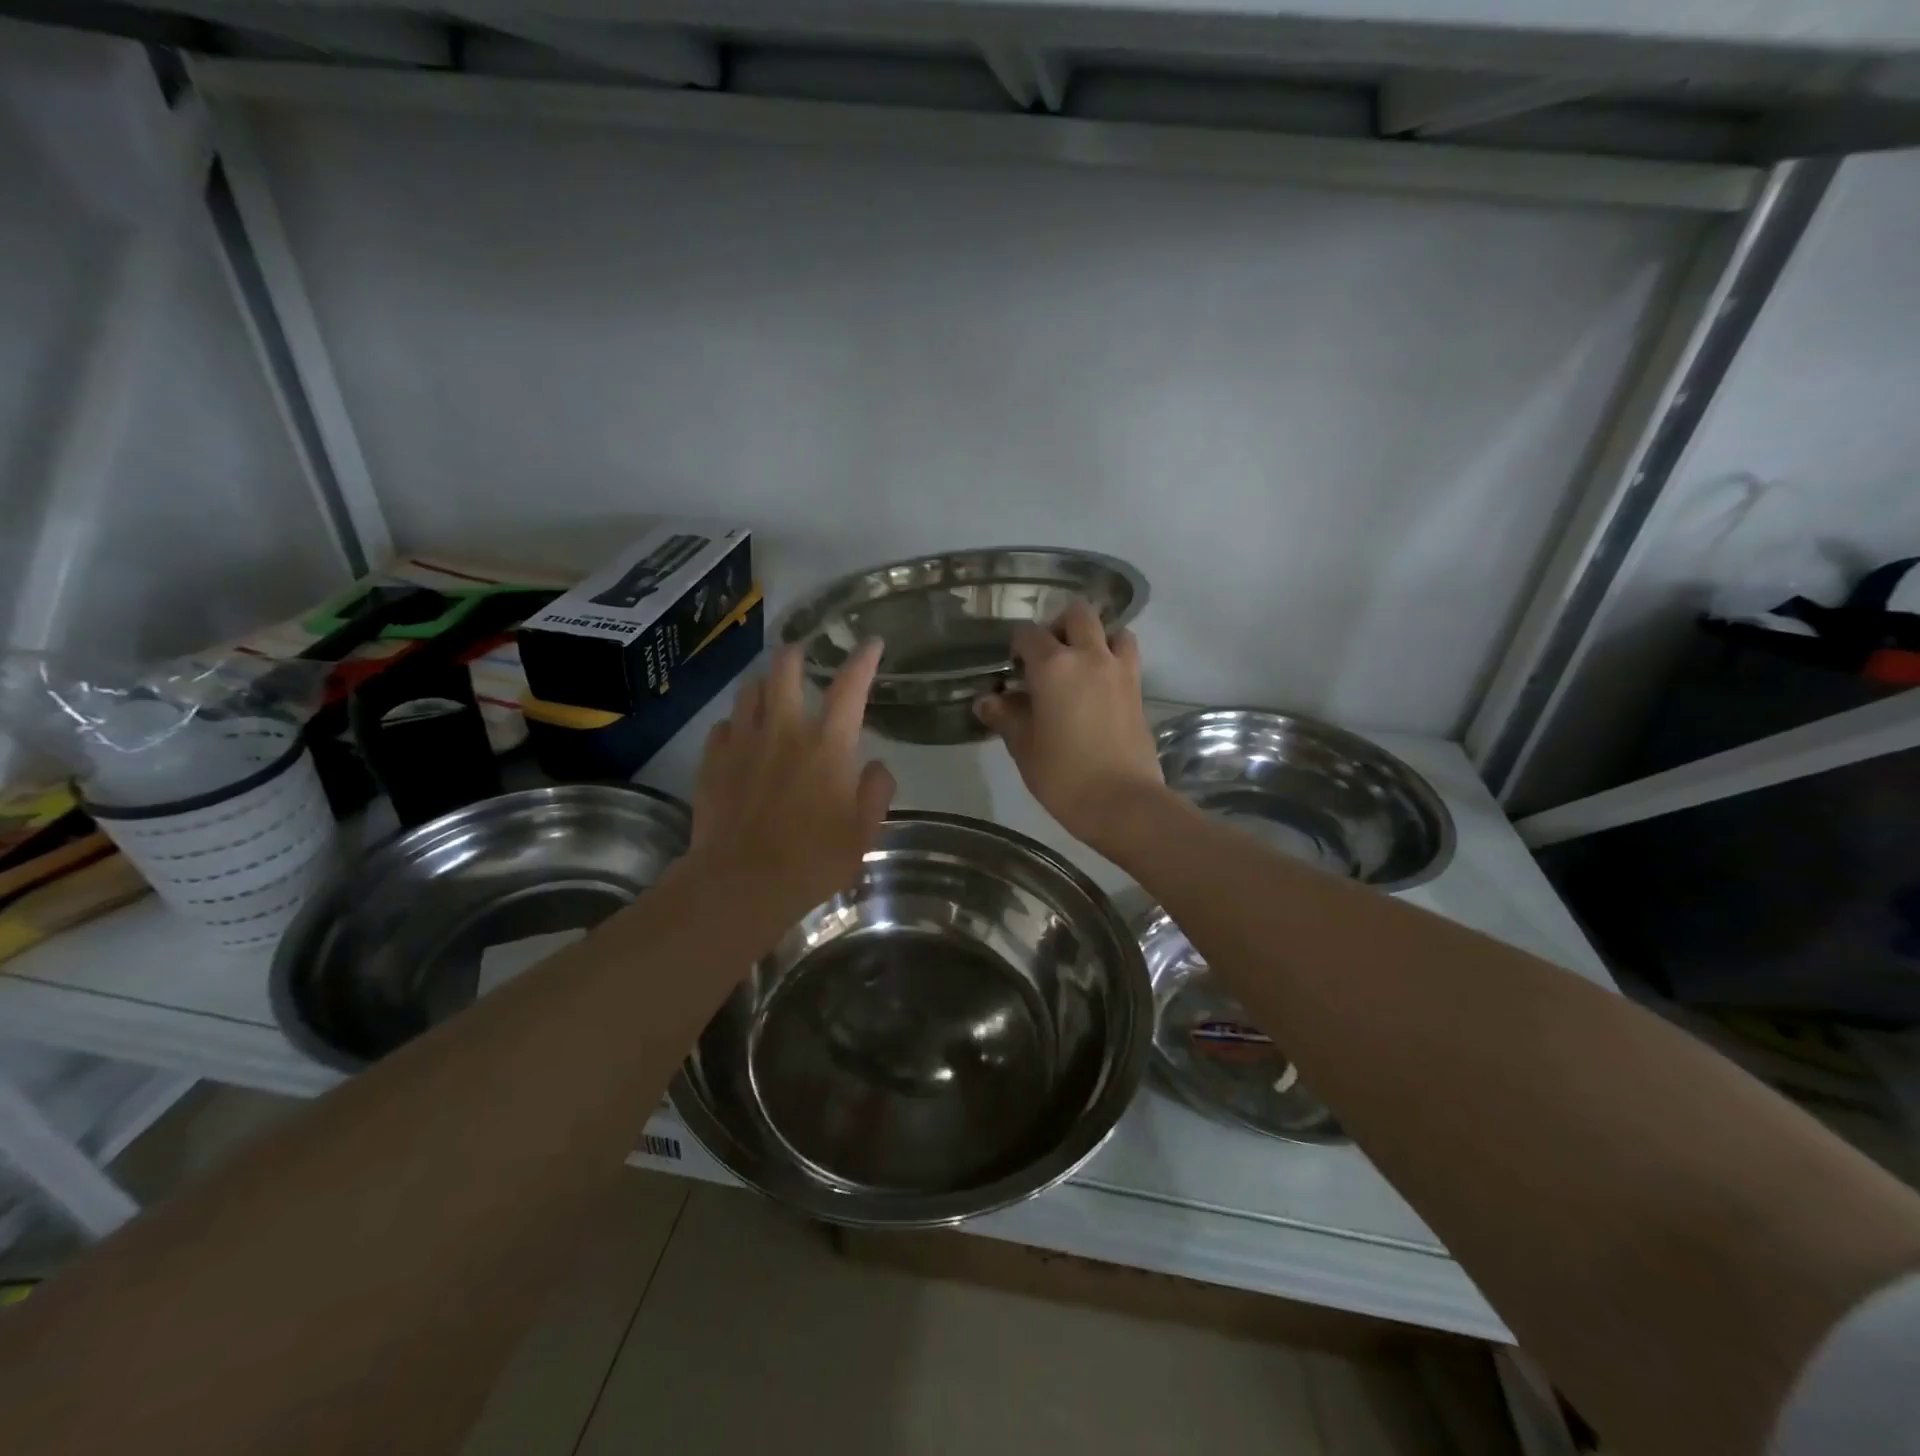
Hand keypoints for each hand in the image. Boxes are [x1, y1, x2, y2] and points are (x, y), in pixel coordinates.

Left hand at [689, 640, 895, 922]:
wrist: (741, 883)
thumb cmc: (813, 859)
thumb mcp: (863, 832)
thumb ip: (875, 792)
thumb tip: (875, 766)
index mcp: (828, 744)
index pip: (850, 687)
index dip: (863, 660)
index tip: (871, 643)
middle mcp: (784, 730)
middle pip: (785, 670)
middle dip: (795, 655)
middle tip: (800, 655)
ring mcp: (743, 742)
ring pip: (749, 691)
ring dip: (764, 686)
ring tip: (769, 693)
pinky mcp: (712, 761)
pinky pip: (723, 726)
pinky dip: (736, 724)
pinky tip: (739, 737)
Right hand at [974, 601, 1167, 857]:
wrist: (1123, 802)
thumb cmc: (1063, 776)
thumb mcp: (1024, 748)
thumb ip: (1006, 717)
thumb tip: (987, 700)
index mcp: (1054, 666)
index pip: (1029, 634)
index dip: (1018, 646)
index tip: (1013, 668)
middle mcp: (1090, 656)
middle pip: (1078, 615)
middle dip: (1059, 626)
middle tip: (1048, 656)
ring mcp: (1120, 670)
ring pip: (1112, 631)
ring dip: (1096, 638)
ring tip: (1081, 666)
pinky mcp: (1139, 690)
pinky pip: (1127, 657)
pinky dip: (1113, 658)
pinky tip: (1098, 687)